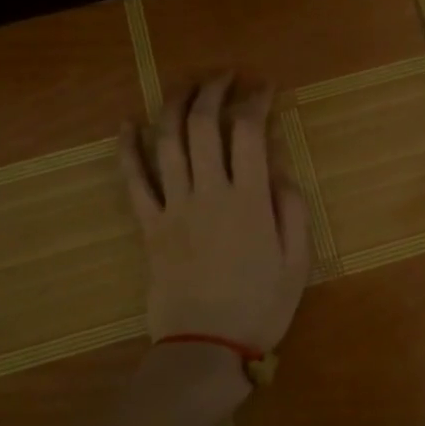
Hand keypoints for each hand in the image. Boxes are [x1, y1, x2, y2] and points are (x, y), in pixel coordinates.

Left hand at [118, 75, 311, 359]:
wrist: (204, 349)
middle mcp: (208, 193)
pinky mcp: (148, 226)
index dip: (255, 100)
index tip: (263, 86)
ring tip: (185, 84)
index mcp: (248, 200)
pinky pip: (133, 181)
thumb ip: (292, 211)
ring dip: (174, 105)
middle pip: (203, 125)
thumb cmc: (258, 307)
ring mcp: (173, 207)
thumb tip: (279, 172)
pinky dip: (127, 149)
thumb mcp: (297, 264)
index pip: (248, 132)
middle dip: (213, 90)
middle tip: (224, 76)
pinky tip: (127, 123)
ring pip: (166, 142)